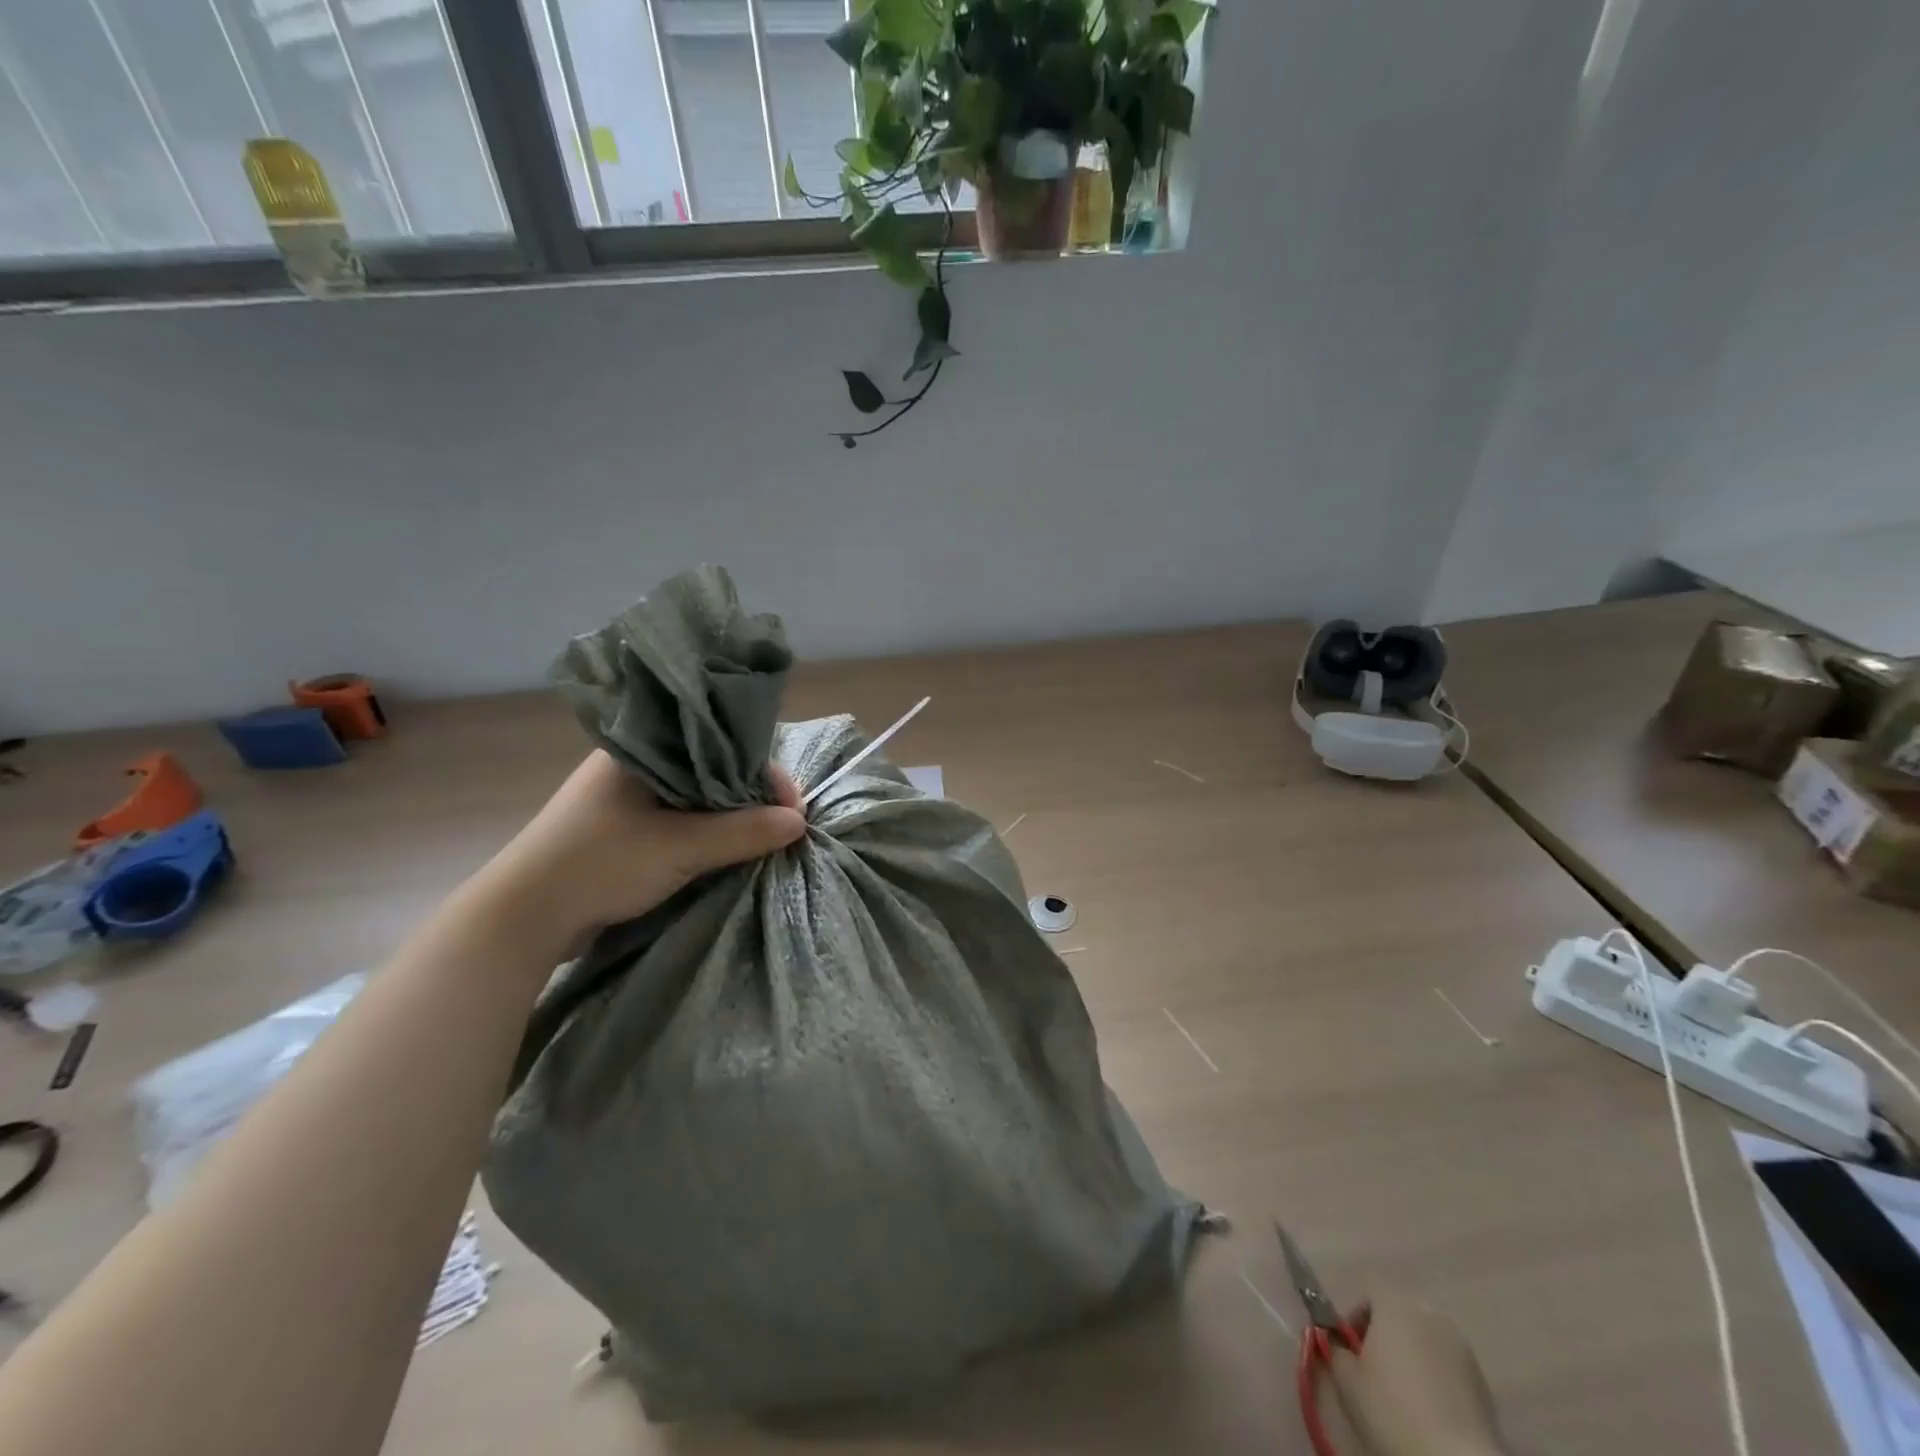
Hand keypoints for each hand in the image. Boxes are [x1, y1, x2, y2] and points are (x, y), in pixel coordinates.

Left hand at [472, 751, 805, 951]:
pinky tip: (731, 847)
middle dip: (751, 796)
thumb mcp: (679, 847)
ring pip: (698, 797)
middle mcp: (636, 765)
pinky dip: (708, 832)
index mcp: (642, 748)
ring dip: (731, 817)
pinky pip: (681, 820)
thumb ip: (742, 832)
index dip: (762, 772)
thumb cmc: (599, 865)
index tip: (792, 806)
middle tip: (785, 824)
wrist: (522, 919)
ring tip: (765, 837)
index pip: (720, 744)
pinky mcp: (625, 830)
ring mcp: (628, 799)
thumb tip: (799, 823)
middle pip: (712, 769)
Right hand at [1326, 1289, 1505, 1455]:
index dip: (1355, 1315)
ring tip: (1403, 1393)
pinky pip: (1448, 1367)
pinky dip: (1436, 1379)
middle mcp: (1430, 1315)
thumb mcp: (1346, 1379)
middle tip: (1373, 1370)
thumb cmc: (1392, 1411)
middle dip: (1384, 1335)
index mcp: (1396, 1305)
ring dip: (1412, 1356)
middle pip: (1399, 1314)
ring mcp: (1462, 1348)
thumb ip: (1336, 1349)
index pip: (1369, 1291)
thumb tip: (1339, 1344)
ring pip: (1425, 1341)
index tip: (1349, 1347)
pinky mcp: (1484, 1383)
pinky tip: (1430, 1411)